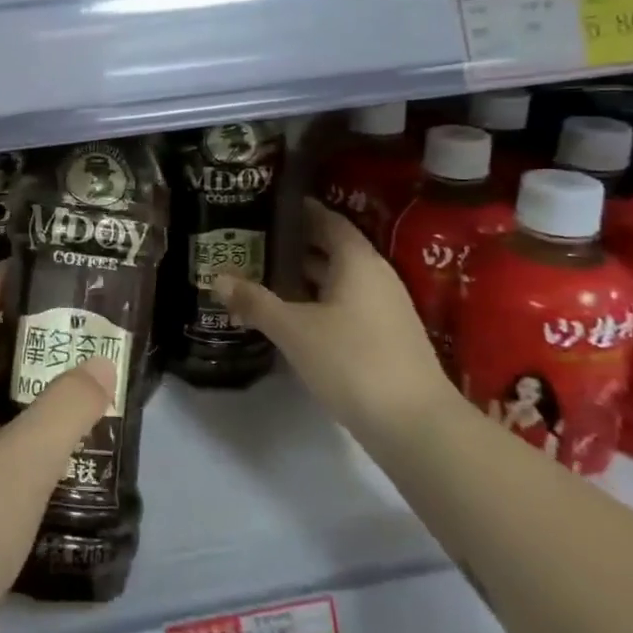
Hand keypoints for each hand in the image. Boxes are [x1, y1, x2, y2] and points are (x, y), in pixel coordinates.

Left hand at [0, 268, 117, 632]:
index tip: (45, 268)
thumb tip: (100, 364)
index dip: (0, 282)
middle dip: (25, 330)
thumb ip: (67, 408)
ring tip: (77, 377)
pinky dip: (15, 420)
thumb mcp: (24, 462)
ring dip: (23, 379)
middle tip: (81, 326)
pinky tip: (50, 443)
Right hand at [213, 199, 449, 437]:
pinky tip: (288, 315)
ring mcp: (383, 310)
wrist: (415, 426)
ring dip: (302, 276)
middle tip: (251, 240)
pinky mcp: (383, 338)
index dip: (299, 211)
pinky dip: (315, 302)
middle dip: (293, 245)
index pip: (328, 220)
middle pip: (331, 249)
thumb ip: (255, 301)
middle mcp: (375, 277)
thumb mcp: (294, 330)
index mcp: (358, 262)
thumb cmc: (352, 361)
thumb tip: (217, 278)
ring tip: (260, 274)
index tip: (265, 206)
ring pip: (336, 280)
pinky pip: (343, 305)